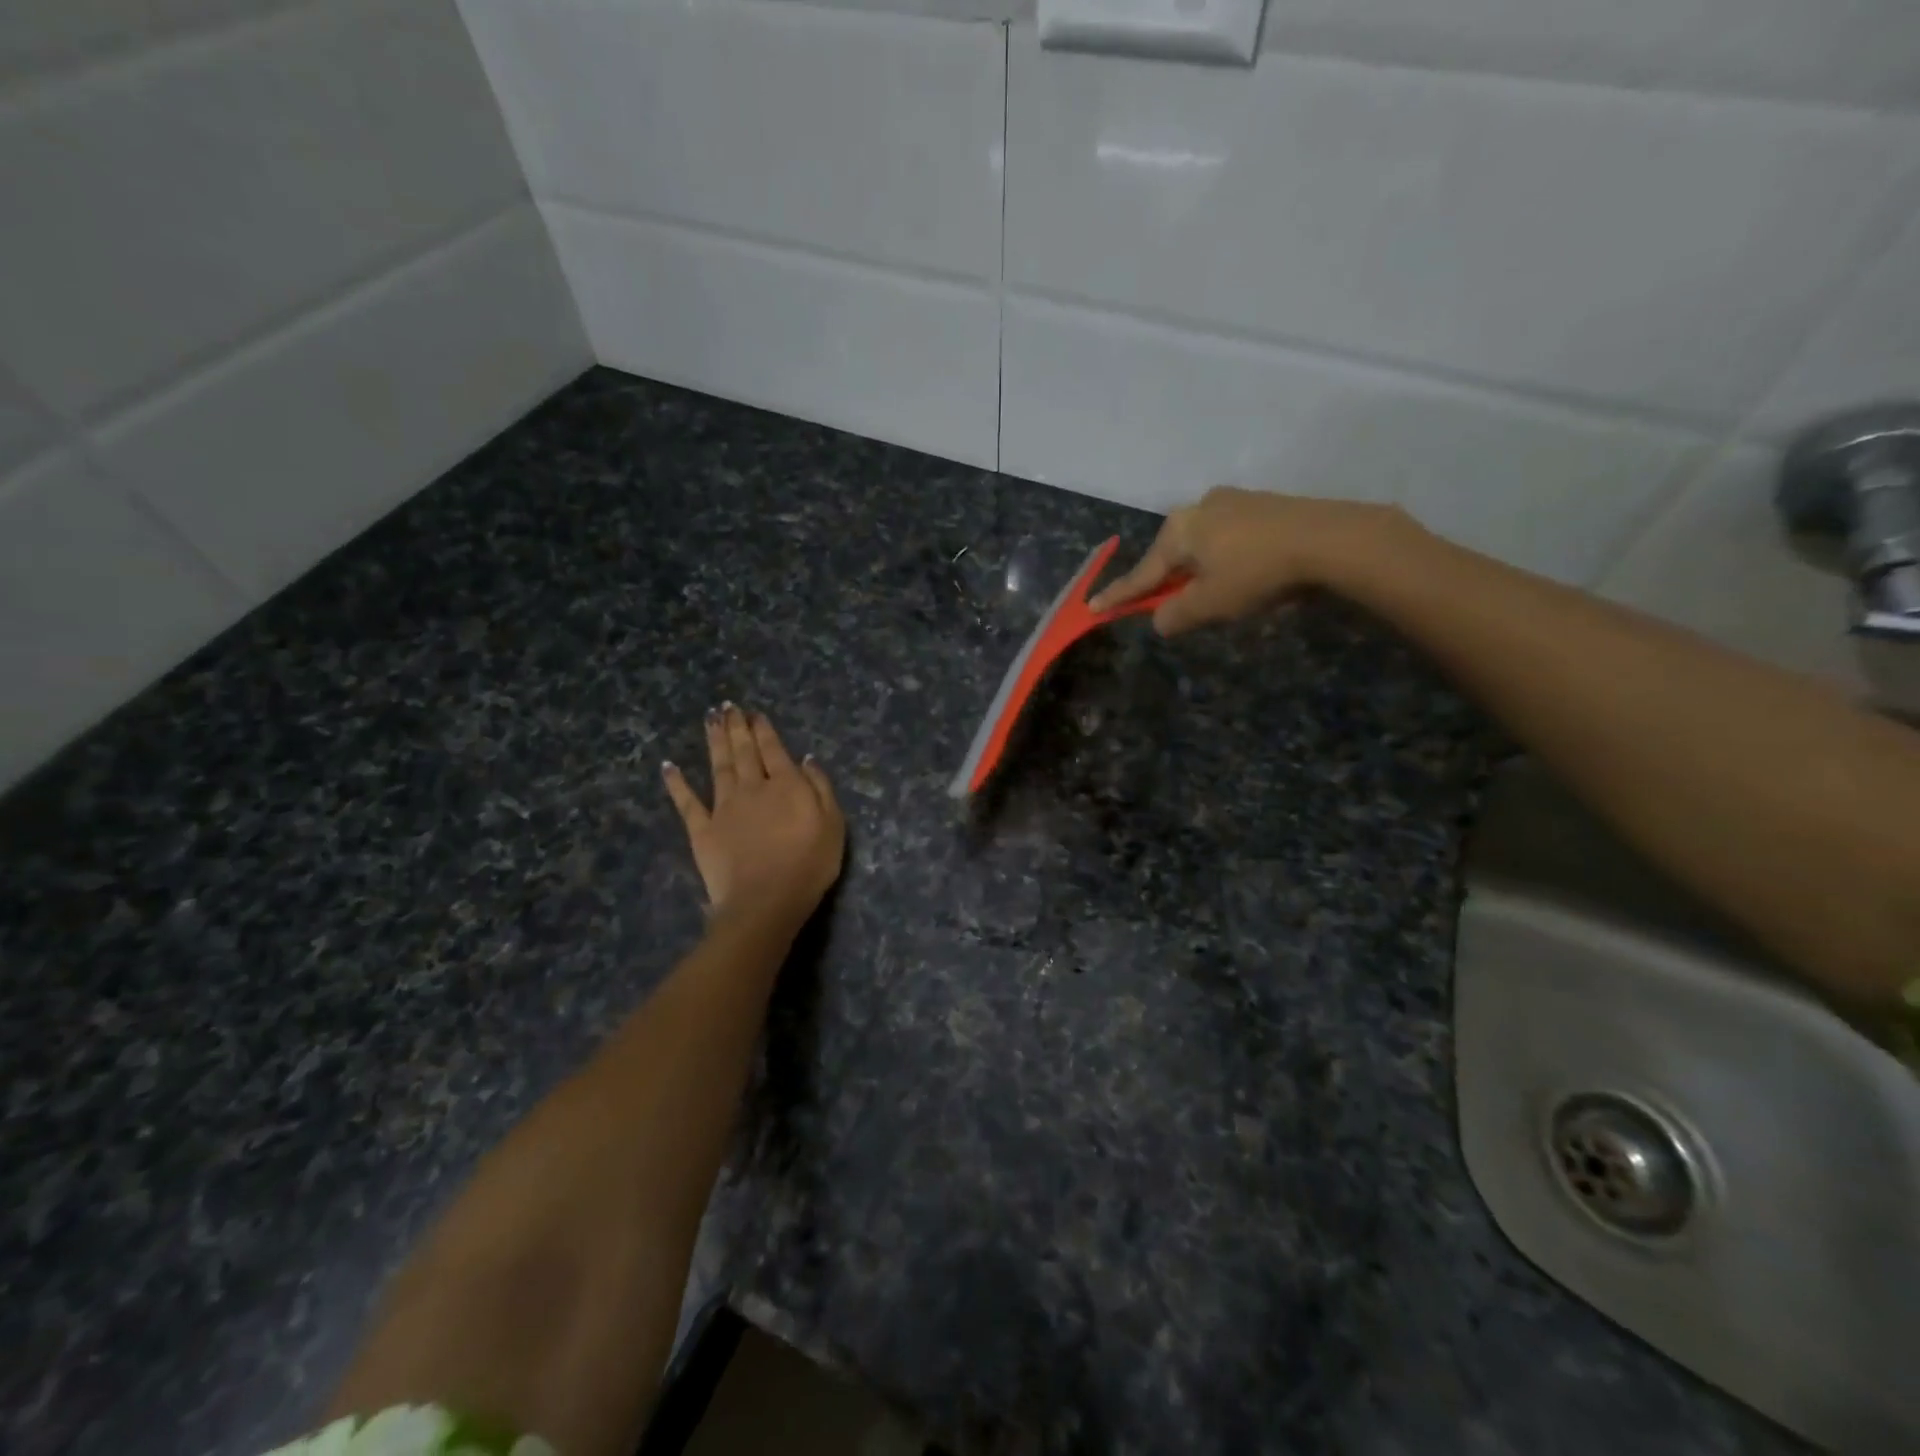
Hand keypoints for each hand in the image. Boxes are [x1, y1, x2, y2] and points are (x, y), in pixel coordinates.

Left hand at [662, 705, 844, 929]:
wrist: (765, 900)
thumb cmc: (808, 864)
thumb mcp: (833, 824)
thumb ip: (820, 788)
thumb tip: (806, 759)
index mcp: (785, 785)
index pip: (773, 750)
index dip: (764, 730)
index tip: (755, 714)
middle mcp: (752, 787)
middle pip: (743, 751)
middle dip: (736, 727)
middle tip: (728, 706)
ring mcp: (723, 807)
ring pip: (717, 766)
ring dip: (714, 741)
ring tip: (710, 719)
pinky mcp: (702, 830)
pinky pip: (687, 802)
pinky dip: (676, 783)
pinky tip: (669, 766)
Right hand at [1088, 487, 1413, 634]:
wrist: (1330, 539)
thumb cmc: (1257, 573)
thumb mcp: (1209, 605)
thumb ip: (1175, 615)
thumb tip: (1160, 619)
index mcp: (1179, 529)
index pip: (1142, 573)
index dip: (1118, 596)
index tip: (1093, 607)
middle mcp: (1200, 507)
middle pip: (1173, 555)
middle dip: (1169, 581)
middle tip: (1171, 606)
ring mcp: (1234, 501)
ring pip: (1203, 545)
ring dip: (1201, 571)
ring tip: (1218, 594)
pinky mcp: (1265, 505)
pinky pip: (1230, 538)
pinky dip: (1227, 560)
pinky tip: (1245, 574)